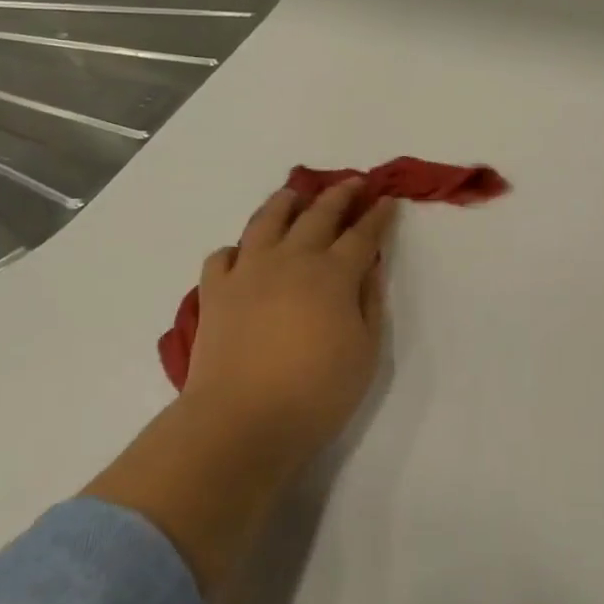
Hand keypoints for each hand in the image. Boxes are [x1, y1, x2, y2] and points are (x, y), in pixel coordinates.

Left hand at [183, 180, 396, 472]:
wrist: (241, 421)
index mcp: (333, 274)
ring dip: (285, 202)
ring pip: (267, 220)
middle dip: (340, 195)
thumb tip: (370, 268)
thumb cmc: (315, 392)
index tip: (387, 200)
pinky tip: (243, 253)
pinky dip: (236, 248)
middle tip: (353, 182)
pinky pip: (222, 255)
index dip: (378, 215)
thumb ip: (369, 303)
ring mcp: (249, 271)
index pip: (363, 234)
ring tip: (295, 194)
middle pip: (319, 214)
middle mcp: (292, 259)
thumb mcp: (365, 352)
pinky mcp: (216, 291)